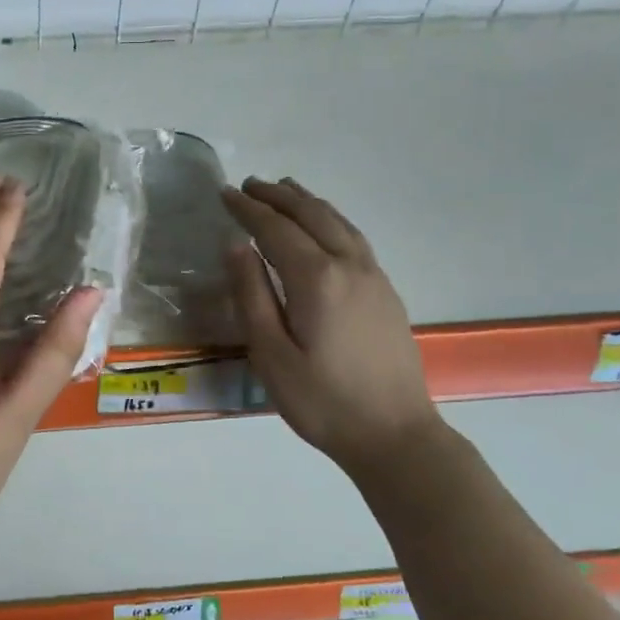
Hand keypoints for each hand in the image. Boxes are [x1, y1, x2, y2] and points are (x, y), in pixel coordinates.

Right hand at [221, 177, 441, 475]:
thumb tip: (236, 245)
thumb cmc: (321, 400)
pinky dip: (331, 219)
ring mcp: (374, 276)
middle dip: (277, 196)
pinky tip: (324, 226)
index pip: (275, 229)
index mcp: (316, 279)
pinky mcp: (386, 291)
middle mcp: (348, 266)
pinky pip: (354, 237)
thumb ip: (251, 294)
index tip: (224, 193)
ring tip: (284, 190)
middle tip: (248, 185)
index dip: (248, 209)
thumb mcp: (270, 353)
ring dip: (307, 202)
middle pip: (311, 215)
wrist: (394, 434)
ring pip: (338, 222)